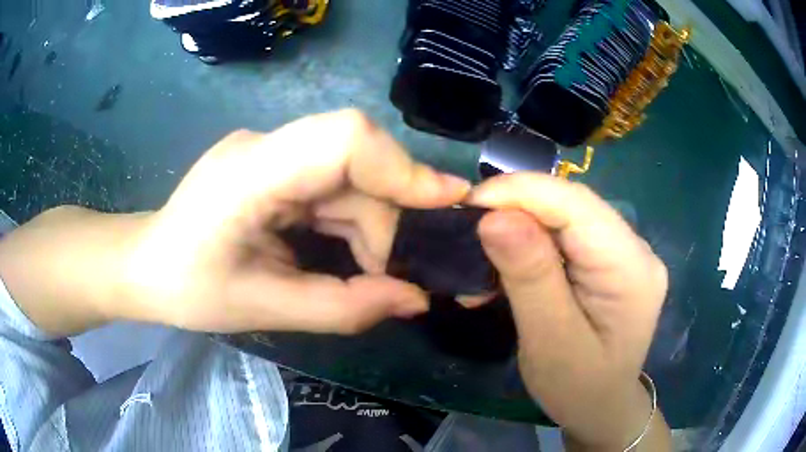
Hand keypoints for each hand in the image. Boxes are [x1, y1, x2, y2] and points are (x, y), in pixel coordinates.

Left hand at [118, 110, 469, 333]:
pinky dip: (349, 222)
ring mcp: (268, 151)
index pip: (343, 138)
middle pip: (356, 164)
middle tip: (392, 277)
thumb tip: (417, 299)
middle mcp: (264, 146)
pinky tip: (342, 255)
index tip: (448, 203)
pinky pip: (330, 185)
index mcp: (249, 172)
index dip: (402, 166)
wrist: (145, 266)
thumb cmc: (187, 289)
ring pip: (349, 177)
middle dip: (386, 221)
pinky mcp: (273, 164)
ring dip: (368, 228)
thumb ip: (343, 308)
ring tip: (364, 276)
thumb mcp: (264, 308)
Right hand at [468, 174, 669, 449]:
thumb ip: (529, 277)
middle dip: (517, 208)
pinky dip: (533, 242)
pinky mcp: (610, 261)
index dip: (522, 192)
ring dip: (521, 226)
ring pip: (567, 216)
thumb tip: (494, 216)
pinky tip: (510, 261)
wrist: (601, 408)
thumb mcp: (549, 341)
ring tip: (482, 249)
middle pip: (572, 206)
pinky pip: (568, 235)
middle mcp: (636, 249)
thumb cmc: (577, 388)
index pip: (577, 204)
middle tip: (468, 228)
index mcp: (631, 268)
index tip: (469, 203)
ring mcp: (626, 253)